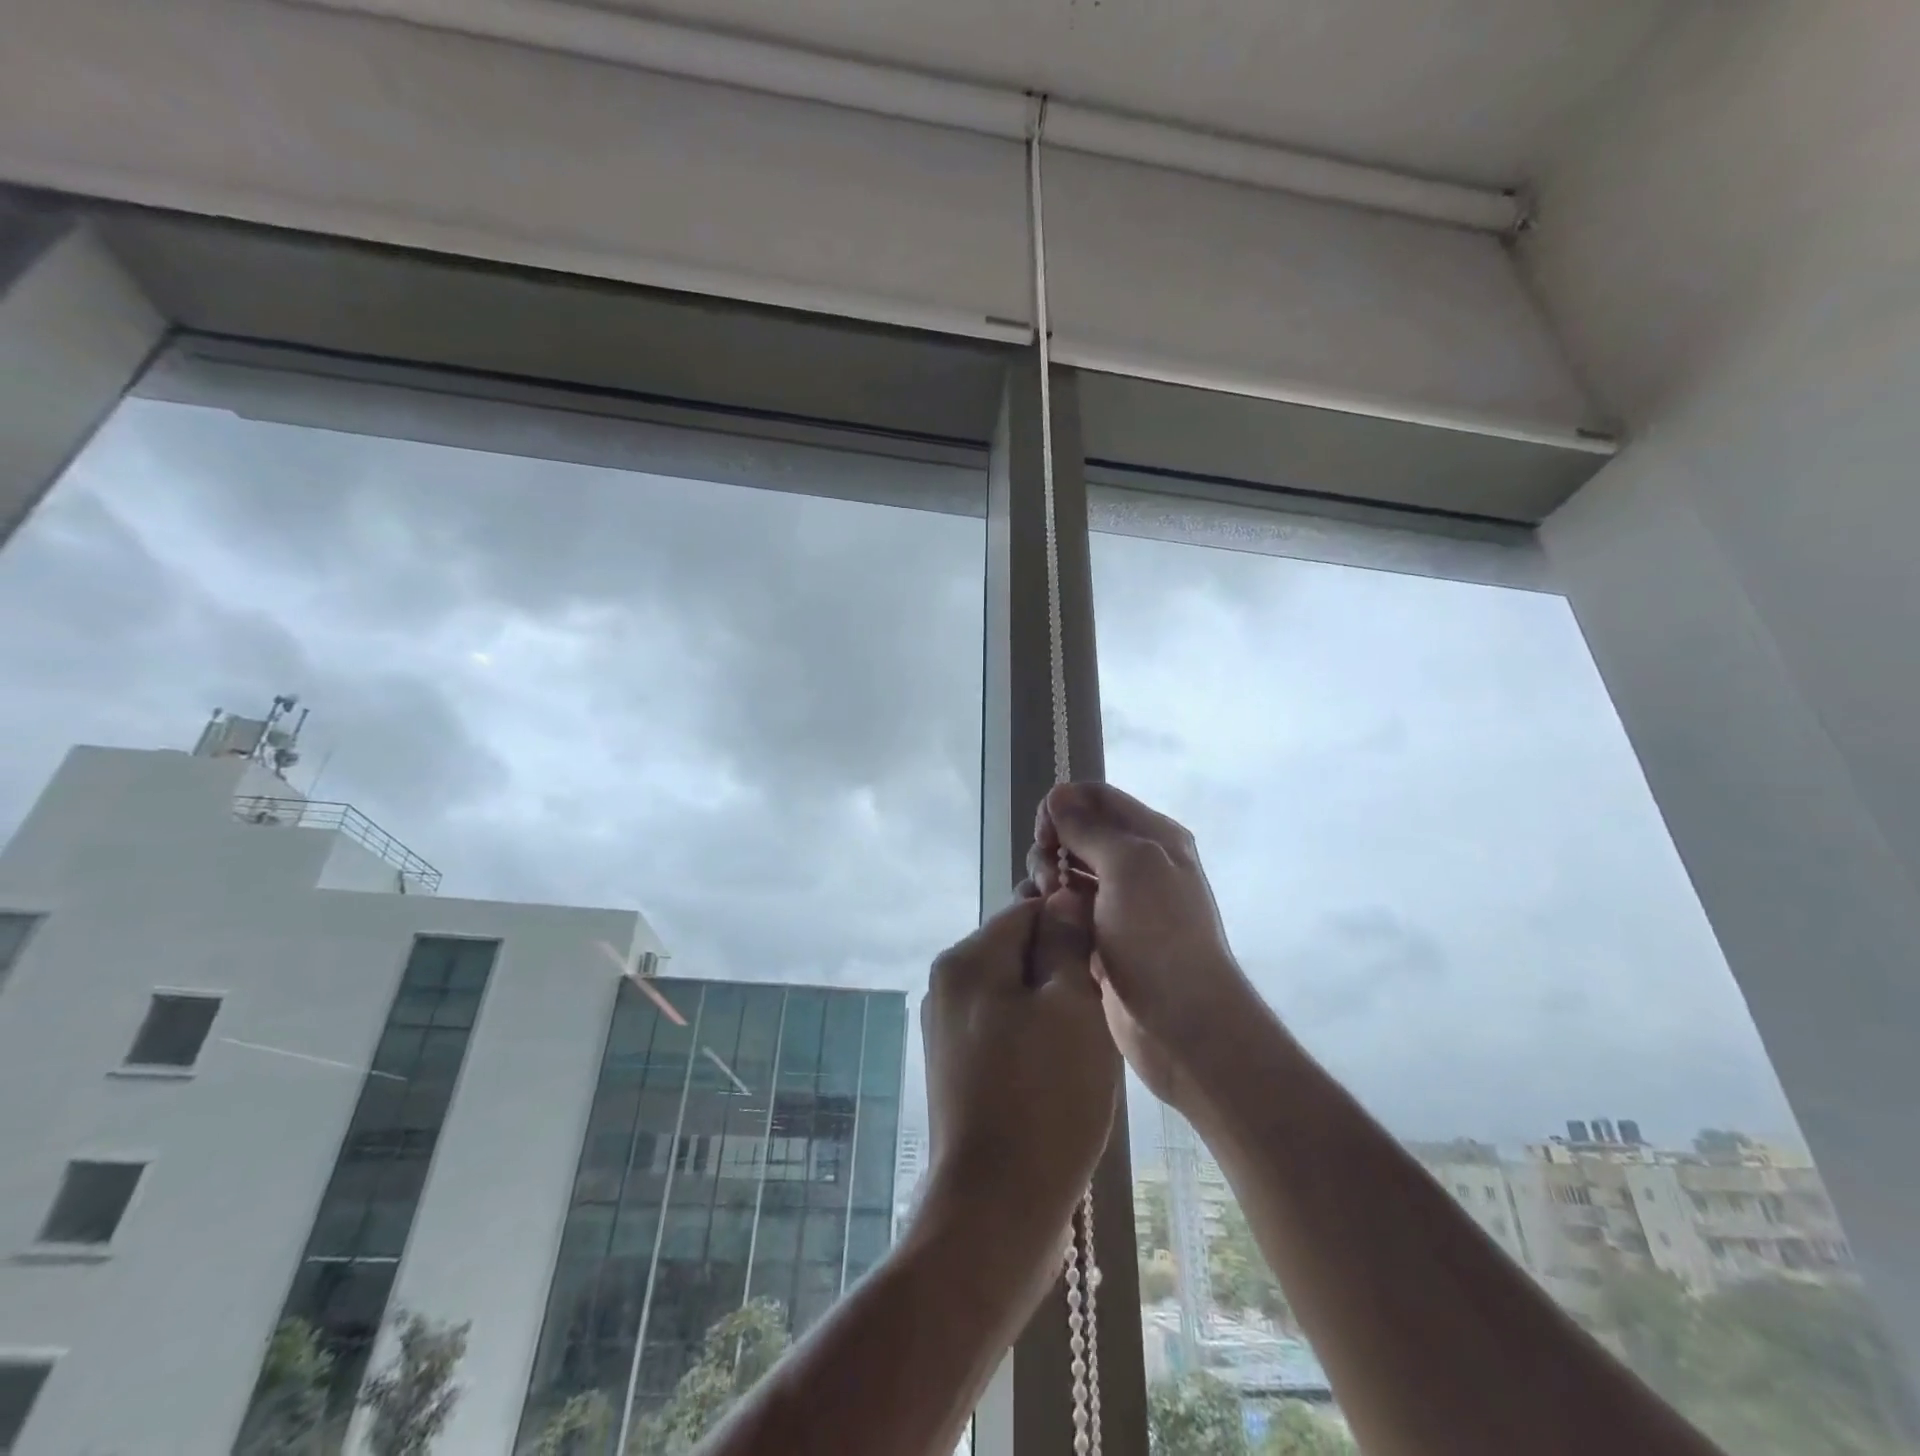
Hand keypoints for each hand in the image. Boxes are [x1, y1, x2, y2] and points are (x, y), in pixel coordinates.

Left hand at [920, 892, 1119, 1295]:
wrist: (996, 1209)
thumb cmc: (1045, 1098)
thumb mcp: (1071, 1006)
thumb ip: (1066, 941)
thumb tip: (1062, 895)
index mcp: (966, 959)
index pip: (1027, 909)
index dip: (1072, 924)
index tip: (1106, 959)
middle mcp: (947, 984)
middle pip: (1018, 949)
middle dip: (1062, 969)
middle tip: (1098, 1009)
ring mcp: (947, 1028)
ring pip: (1014, 990)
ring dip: (1052, 1005)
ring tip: (1083, 1046)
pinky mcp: (956, 1067)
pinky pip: (1004, 1027)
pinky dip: (1035, 1036)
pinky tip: (1060, 1072)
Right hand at [1026, 782, 1260, 1114]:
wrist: (1183, 1023)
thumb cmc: (1160, 935)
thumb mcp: (1130, 865)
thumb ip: (1091, 828)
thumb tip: (1059, 795)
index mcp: (1152, 836)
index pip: (1097, 798)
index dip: (1064, 806)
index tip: (1043, 833)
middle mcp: (1137, 863)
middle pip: (1077, 832)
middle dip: (1053, 846)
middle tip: (1049, 876)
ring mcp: (1119, 903)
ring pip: (1067, 871)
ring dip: (1048, 878)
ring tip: (1049, 905)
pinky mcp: (1102, 936)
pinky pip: (1066, 908)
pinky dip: (1051, 907)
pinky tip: (1044, 921)